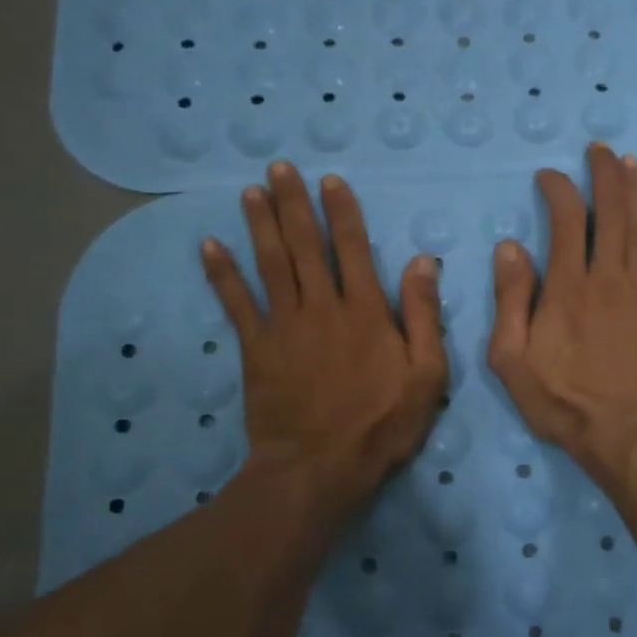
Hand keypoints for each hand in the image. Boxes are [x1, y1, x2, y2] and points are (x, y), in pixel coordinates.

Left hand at [201, 162, 447, 521]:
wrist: (320, 468)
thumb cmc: (382, 423)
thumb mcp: (427, 373)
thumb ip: (424, 315)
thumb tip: (422, 262)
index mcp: (366, 311)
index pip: (353, 249)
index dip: (342, 212)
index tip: (330, 180)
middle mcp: (322, 306)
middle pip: (305, 246)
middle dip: (293, 204)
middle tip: (279, 168)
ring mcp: (284, 326)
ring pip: (270, 264)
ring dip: (260, 224)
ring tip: (250, 191)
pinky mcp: (256, 349)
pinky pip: (236, 303)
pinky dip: (222, 273)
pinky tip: (209, 245)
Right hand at [488, 144, 636, 481]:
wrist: (626, 435)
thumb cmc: (563, 402)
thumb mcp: (512, 359)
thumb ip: (510, 300)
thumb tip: (511, 247)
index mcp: (566, 288)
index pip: (563, 222)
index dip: (557, 190)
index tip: (549, 175)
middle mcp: (607, 278)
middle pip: (608, 215)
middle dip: (603, 176)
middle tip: (599, 149)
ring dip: (636, 193)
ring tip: (631, 162)